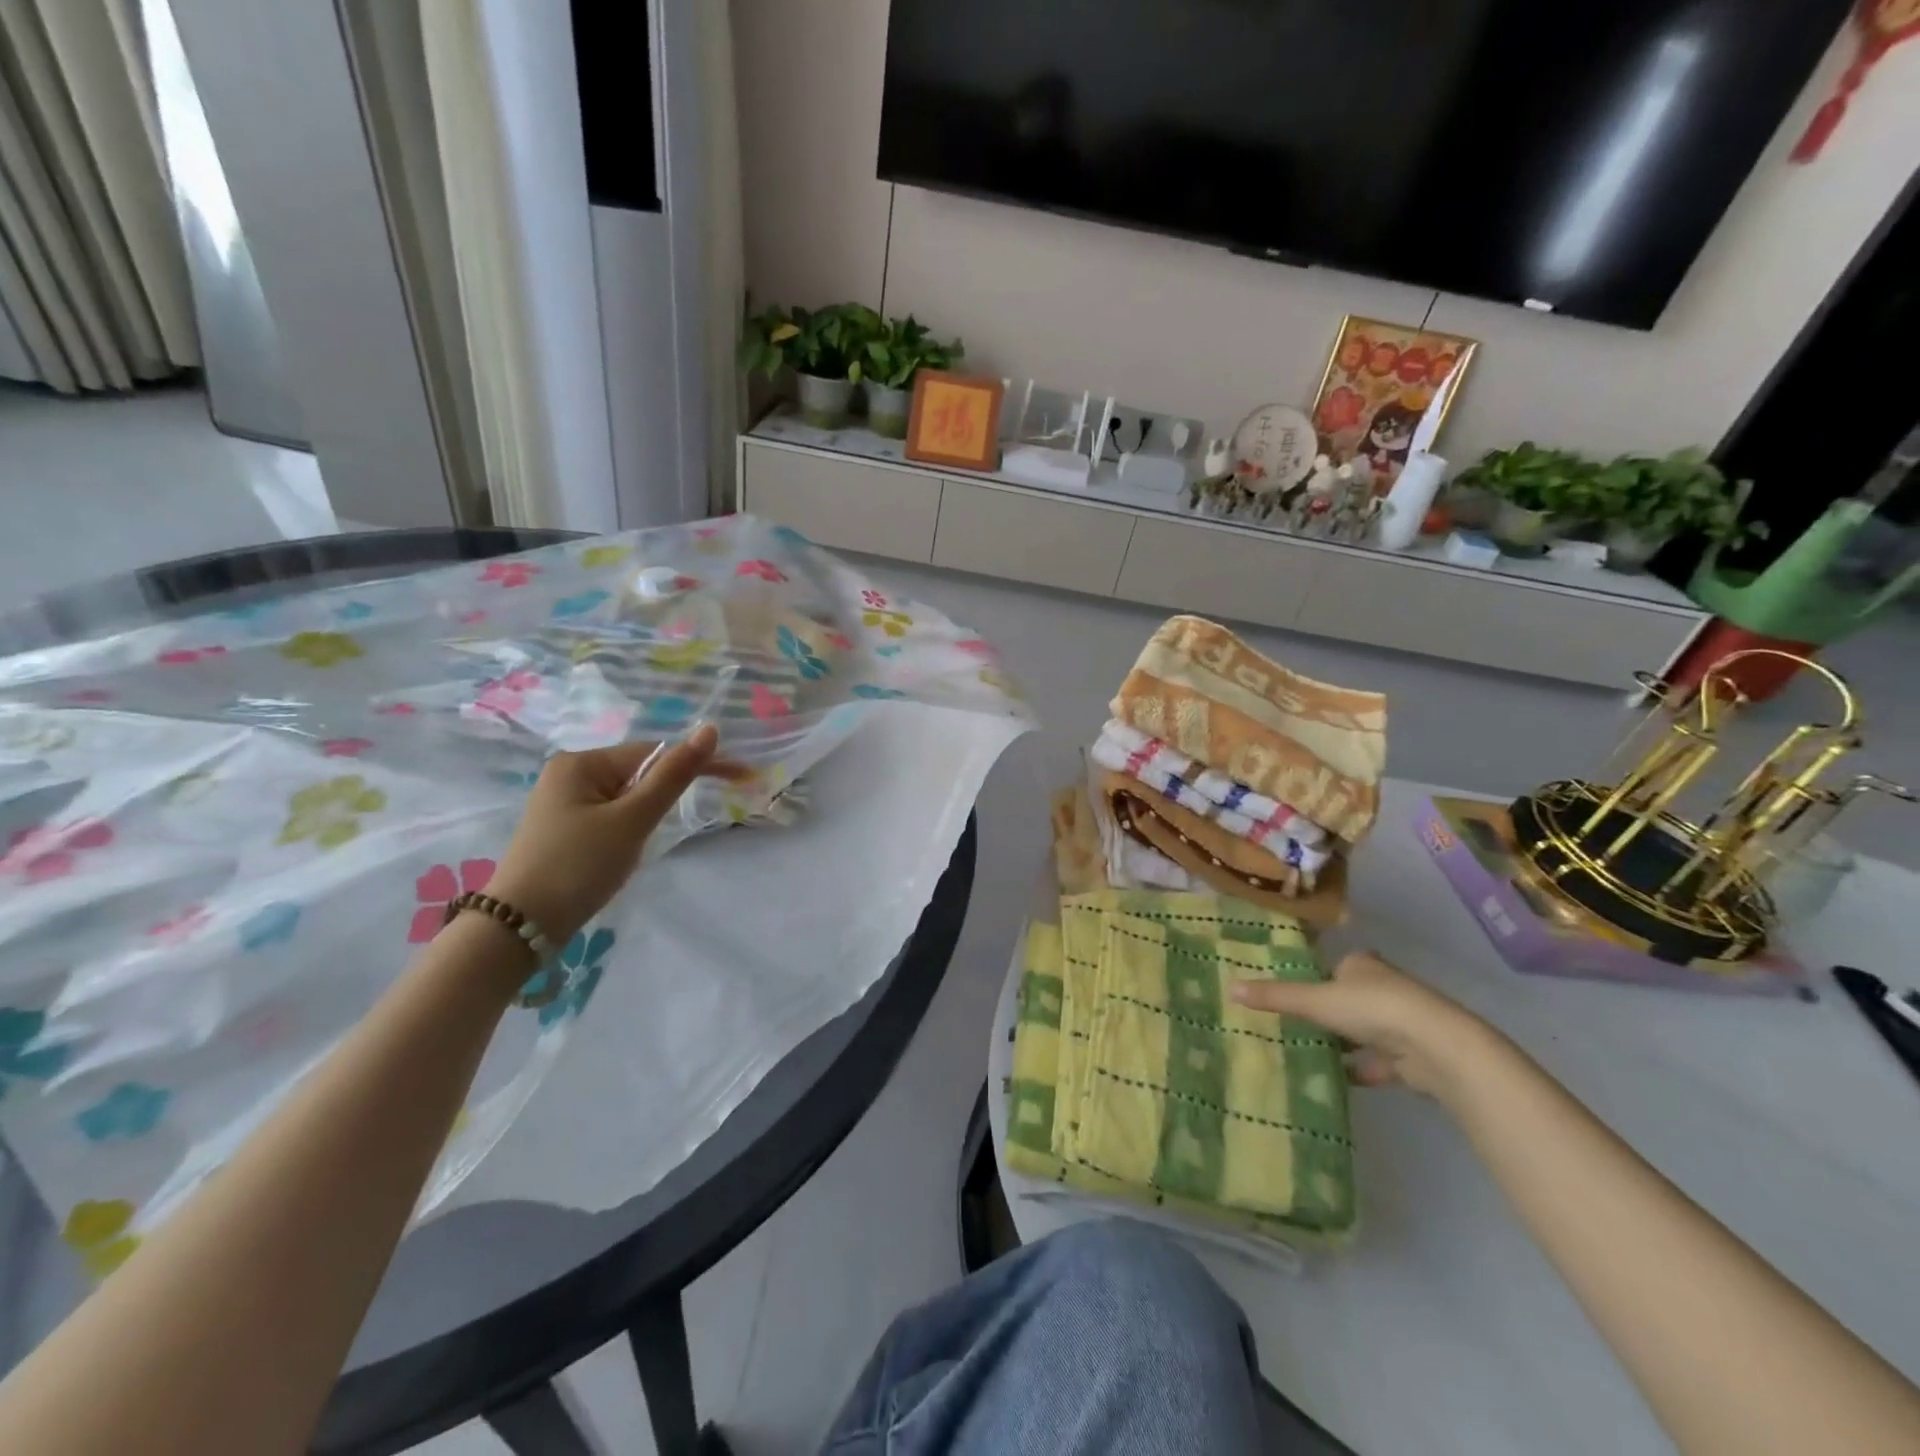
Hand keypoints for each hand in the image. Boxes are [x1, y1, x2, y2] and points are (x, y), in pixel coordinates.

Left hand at [484, 725, 746, 945]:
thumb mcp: (633, 819)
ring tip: (634, 851)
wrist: (518, 928)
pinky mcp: (562, 830)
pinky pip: (611, 817)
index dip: (697, 765)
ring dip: (645, 819)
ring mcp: (562, 803)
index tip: (740, 779)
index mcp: (582, 762)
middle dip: (663, 799)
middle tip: (665, 833)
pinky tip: (618, 856)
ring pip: (627, 799)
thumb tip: (710, 729)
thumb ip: (674, 775)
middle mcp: (569, 774)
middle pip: (639, 774)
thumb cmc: (579, 866)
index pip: (655, 752)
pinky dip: (627, 831)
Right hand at [1231, 950, 1496, 1099]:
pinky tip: (1339, 1080)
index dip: (1315, 979)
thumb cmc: (1373, 1009)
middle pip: (1349, 998)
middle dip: (1328, 1013)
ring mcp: (1403, 1023)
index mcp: (1363, 965)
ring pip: (1365, 1032)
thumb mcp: (1315, 1000)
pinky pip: (1380, 1063)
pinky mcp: (1414, 1057)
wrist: (1437, 1047)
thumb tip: (1229, 987)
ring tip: (1310, 1053)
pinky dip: (1362, 1070)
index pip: (1334, 967)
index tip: (1293, 996)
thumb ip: (1276, 997)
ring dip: (1344, 1043)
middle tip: (1294, 1026)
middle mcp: (1385, 988)